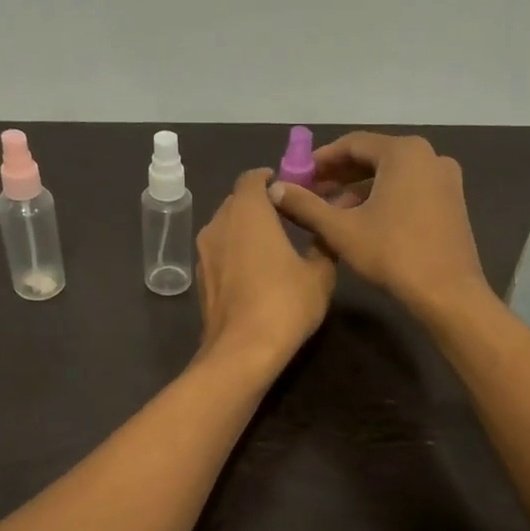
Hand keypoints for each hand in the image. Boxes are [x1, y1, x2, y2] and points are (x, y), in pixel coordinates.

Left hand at [196, 169, 336, 375]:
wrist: (242, 352)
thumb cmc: (284, 304)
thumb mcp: (319, 274)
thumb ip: (323, 244)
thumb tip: (330, 226)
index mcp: (247, 212)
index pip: (252, 178)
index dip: (270, 179)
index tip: (290, 188)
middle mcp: (218, 224)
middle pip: (236, 202)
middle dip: (258, 204)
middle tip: (286, 217)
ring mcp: (204, 253)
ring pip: (225, 228)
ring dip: (245, 230)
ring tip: (272, 245)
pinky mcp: (200, 280)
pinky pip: (219, 254)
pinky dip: (235, 253)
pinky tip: (256, 273)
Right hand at [268, 132, 486, 320]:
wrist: (448, 292)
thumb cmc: (392, 254)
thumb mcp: (341, 230)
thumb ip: (306, 206)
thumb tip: (275, 189)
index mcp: (403, 152)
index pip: (352, 143)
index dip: (320, 159)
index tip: (298, 175)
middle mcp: (429, 156)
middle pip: (373, 156)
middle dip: (339, 174)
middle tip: (310, 192)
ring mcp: (444, 178)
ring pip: (391, 174)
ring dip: (359, 189)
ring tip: (331, 211)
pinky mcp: (451, 201)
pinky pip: (409, 188)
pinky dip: (383, 197)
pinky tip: (363, 220)